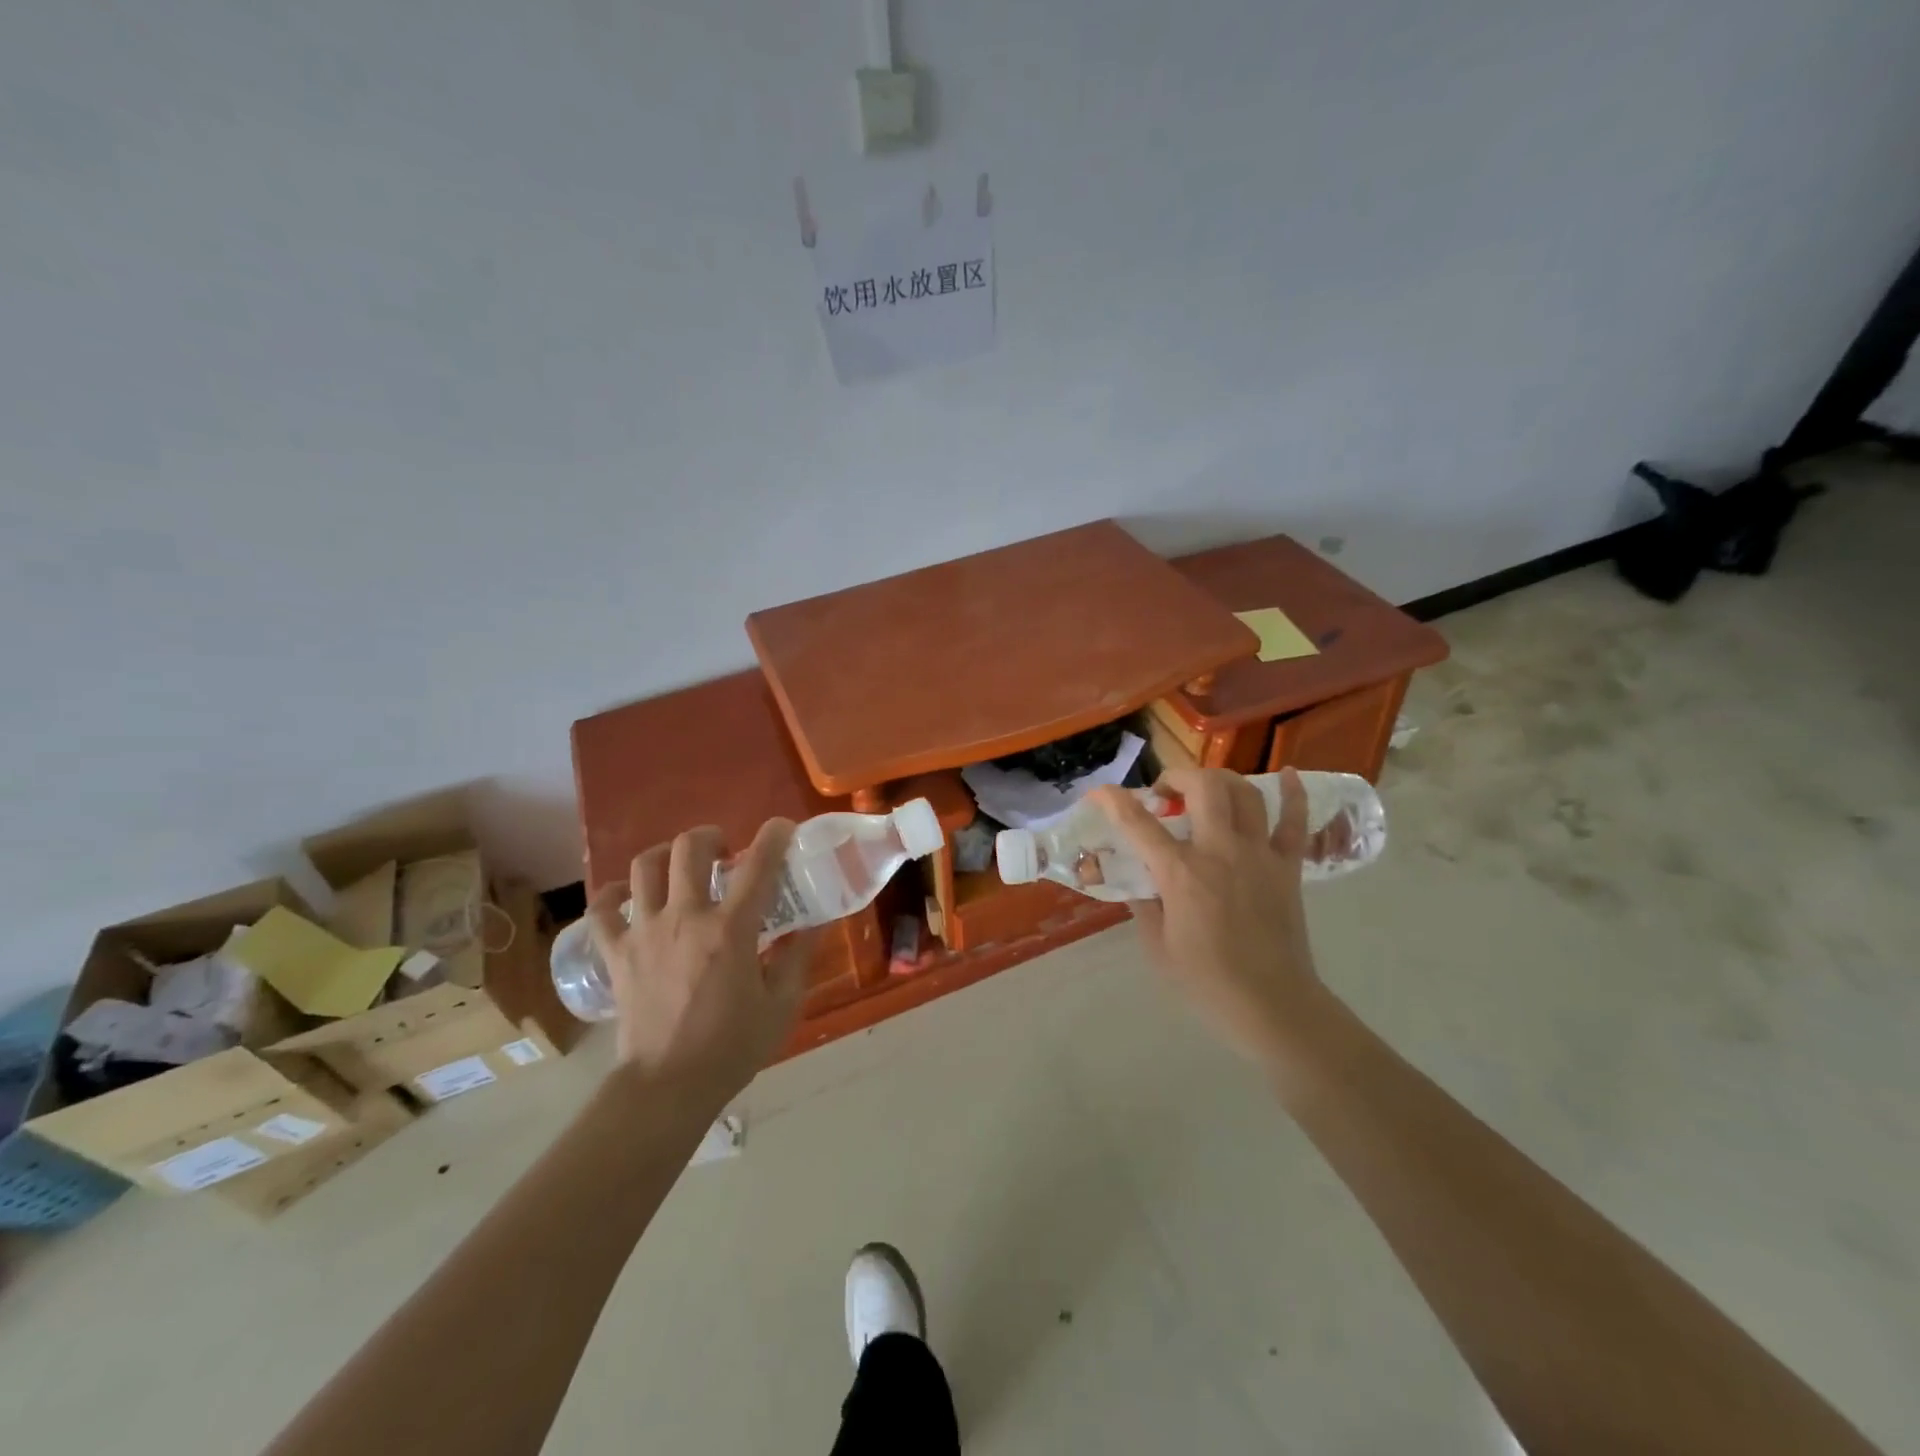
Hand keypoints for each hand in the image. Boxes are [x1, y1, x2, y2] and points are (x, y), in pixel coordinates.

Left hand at [586, 820, 818, 1096]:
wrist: (667, 1087)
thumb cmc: (732, 1047)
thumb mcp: (782, 1005)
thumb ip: (798, 958)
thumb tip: (814, 926)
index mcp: (731, 929)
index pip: (758, 864)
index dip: (774, 836)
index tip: (781, 829)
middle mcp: (686, 918)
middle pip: (689, 848)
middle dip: (711, 837)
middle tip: (724, 851)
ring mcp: (644, 932)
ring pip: (644, 867)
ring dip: (665, 855)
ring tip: (679, 866)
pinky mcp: (617, 953)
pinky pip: (602, 909)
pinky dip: (613, 895)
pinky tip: (627, 896)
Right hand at [1091, 768, 1324, 1066]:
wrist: (1272, 1006)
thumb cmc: (1207, 982)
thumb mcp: (1157, 946)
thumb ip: (1144, 904)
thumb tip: (1139, 881)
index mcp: (1181, 874)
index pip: (1139, 824)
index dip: (1113, 801)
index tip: (1099, 792)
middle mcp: (1220, 851)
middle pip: (1203, 787)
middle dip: (1178, 778)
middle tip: (1165, 795)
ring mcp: (1259, 855)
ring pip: (1245, 793)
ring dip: (1221, 781)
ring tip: (1206, 792)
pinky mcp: (1288, 867)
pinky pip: (1295, 822)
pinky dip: (1294, 794)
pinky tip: (1291, 774)